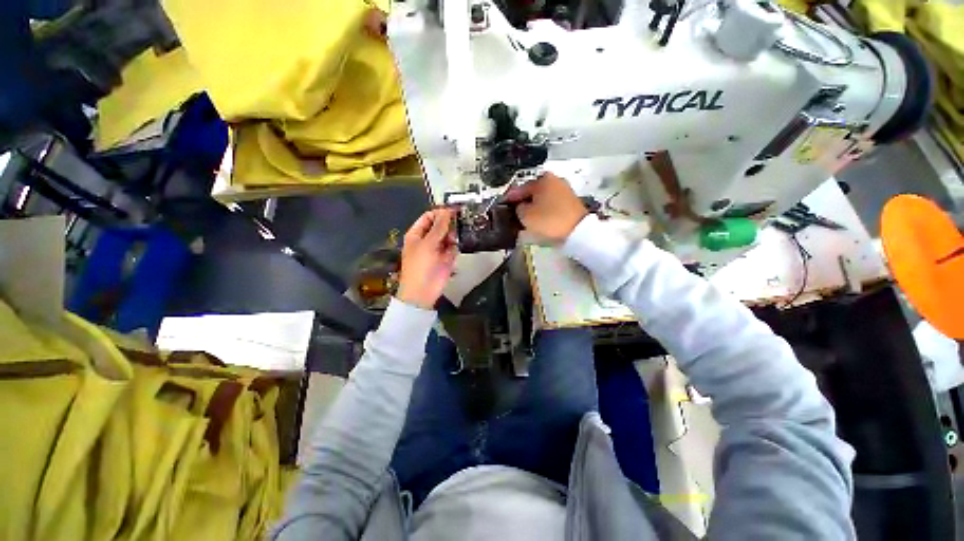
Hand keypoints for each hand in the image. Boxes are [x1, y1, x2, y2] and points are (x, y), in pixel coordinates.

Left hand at [397, 208, 457, 308]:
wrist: (423, 292)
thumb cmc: (419, 267)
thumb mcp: (428, 244)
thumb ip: (439, 227)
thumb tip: (446, 212)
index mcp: (417, 234)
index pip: (429, 217)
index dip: (440, 213)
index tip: (453, 211)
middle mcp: (427, 240)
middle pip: (440, 226)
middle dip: (448, 225)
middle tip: (455, 225)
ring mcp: (437, 249)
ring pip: (448, 236)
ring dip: (452, 237)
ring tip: (452, 241)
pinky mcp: (446, 258)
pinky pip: (453, 248)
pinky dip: (455, 248)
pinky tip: (453, 252)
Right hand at [506, 172, 587, 242]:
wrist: (578, 232)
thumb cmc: (548, 220)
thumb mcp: (526, 215)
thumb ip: (518, 208)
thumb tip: (521, 206)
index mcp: (542, 179)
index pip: (520, 188)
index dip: (510, 197)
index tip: (502, 204)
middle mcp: (554, 180)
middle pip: (533, 191)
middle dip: (523, 201)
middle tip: (514, 211)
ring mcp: (565, 190)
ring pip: (543, 198)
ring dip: (534, 205)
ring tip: (526, 216)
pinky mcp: (571, 201)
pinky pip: (552, 204)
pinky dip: (544, 209)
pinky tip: (539, 217)